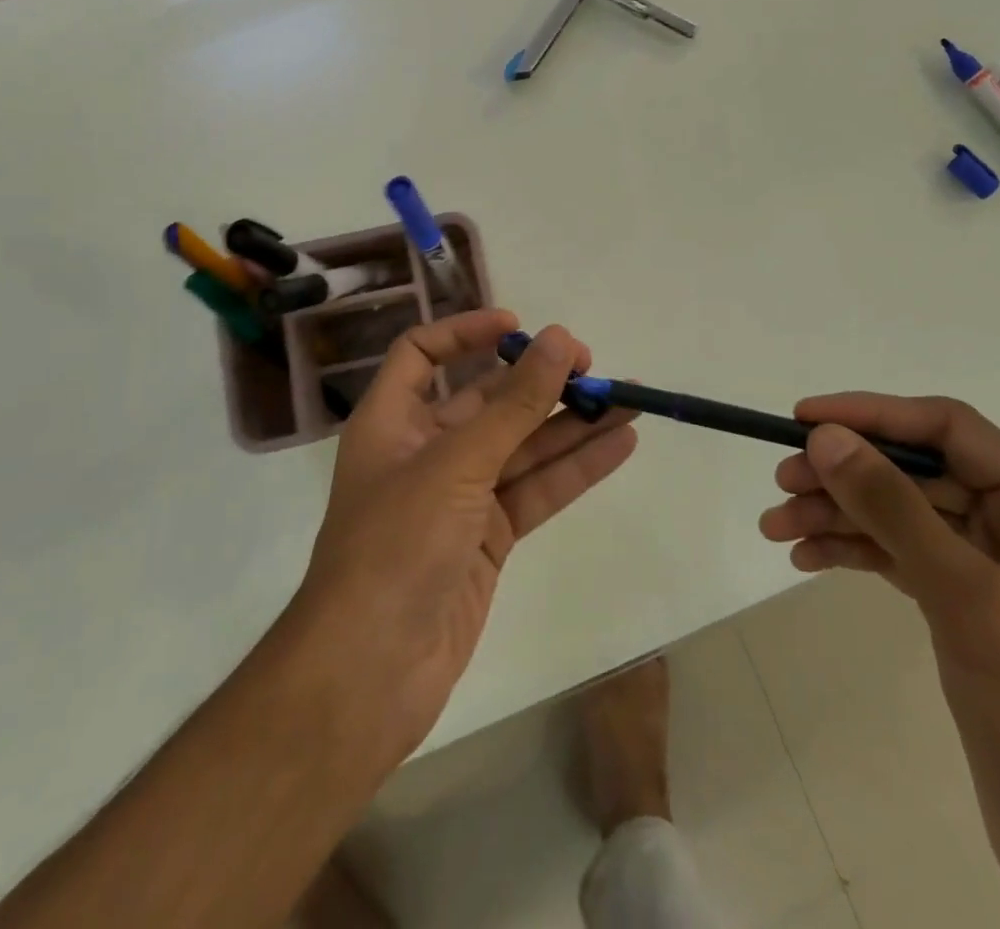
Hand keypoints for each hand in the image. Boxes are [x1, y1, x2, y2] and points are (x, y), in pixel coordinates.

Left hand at [296, 310, 636, 763]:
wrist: (370, 673)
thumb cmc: (396, 546)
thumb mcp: (457, 463)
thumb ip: (516, 405)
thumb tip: (560, 340)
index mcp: (392, 421)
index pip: (422, 355)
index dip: (465, 332)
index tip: (518, 327)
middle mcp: (424, 451)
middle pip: (487, 401)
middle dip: (539, 381)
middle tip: (595, 366)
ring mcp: (458, 497)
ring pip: (522, 446)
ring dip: (571, 423)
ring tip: (629, 397)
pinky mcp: (488, 539)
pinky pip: (536, 490)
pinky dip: (575, 468)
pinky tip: (620, 444)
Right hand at [760, 396, 999, 928]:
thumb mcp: (968, 600)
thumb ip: (895, 509)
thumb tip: (826, 437)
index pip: (950, 429)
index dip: (873, 415)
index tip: (803, 419)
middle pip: (918, 471)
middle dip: (847, 474)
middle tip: (781, 481)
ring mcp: (995, 566)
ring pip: (901, 512)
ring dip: (838, 513)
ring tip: (776, 526)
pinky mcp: (966, 605)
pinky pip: (899, 554)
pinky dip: (853, 550)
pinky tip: (806, 557)